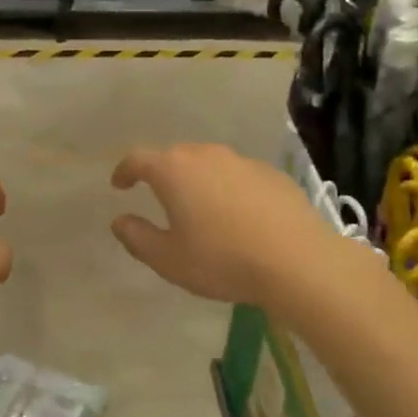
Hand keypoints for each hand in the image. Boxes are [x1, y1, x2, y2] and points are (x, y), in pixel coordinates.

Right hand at [110, 143, 355, 305]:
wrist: (298, 261)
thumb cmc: (222, 260)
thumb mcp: (168, 259)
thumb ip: (137, 237)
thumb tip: (120, 221)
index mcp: (174, 171)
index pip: (138, 158)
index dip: (125, 170)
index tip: (120, 185)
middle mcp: (206, 155)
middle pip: (175, 156)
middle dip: (162, 173)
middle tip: (159, 197)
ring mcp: (242, 161)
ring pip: (209, 163)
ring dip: (198, 179)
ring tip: (199, 207)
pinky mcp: (272, 174)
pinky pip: (238, 176)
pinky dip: (229, 188)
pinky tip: (238, 215)